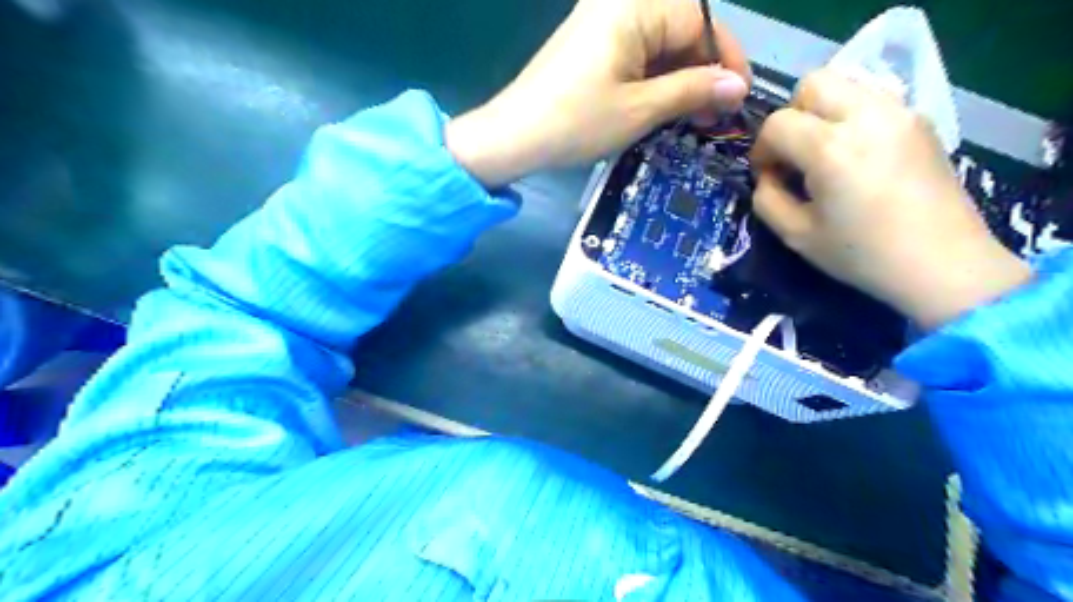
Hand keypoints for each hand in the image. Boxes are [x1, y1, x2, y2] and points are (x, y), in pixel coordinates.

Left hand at [446, 0, 746, 187]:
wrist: (512, 137)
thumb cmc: (576, 122)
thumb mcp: (640, 109)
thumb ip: (693, 91)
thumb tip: (737, 87)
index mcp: (633, 7)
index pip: (699, 21)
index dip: (725, 59)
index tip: (738, 97)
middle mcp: (617, 4)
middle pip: (680, 29)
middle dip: (702, 71)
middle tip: (714, 115)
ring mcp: (600, 24)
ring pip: (659, 44)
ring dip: (679, 78)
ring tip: (692, 117)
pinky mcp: (590, 46)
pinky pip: (636, 54)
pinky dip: (654, 79)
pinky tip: (663, 107)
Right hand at [749, 74, 1024, 331]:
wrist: (942, 263)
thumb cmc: (862, 254)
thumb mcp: (796, 235)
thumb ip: (767, 198)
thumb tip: (767, 176)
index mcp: (831, 150)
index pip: (777, 124)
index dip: (762, 150)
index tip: (767, 175)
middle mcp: (867, 117)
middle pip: (812, 84)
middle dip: (791, 116)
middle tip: (794, 153)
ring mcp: (900, 113)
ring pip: (845, 83)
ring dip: (822, 112)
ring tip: (825, 152)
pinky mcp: (920, 119)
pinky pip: (873, 98)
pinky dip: (851, 115)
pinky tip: (856, 153)